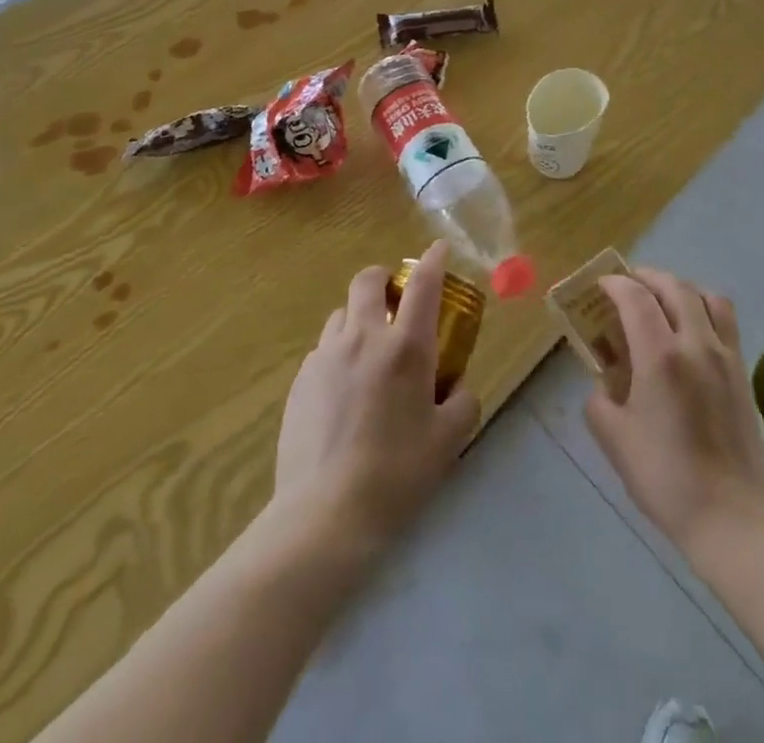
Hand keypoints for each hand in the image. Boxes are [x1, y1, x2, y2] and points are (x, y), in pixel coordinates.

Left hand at [275, 241, 481, 552]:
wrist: (325, 514)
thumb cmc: (397, 473)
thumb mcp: (449, 440)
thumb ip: (462, 401)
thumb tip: (457, 385)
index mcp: (406, 347)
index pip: (424, 284)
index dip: (434, 259)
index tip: (439, 249)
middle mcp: (363, 337)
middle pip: (368, 281)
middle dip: (384, 278)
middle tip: (396, 299)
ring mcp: (326, 356)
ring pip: (341, 313)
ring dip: (359, 317)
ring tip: (369, 350)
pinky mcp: (300, 380)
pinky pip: (323, 349)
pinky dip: (339, 353)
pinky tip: (344, 390)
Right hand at [584, 268, 763, 552]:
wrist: (731, 517)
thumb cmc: (666, 478)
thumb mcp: (615, 440)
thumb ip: (600, 402)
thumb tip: (604, 385)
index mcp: (660, 356)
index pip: (636, 298)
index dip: (615, 284)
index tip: (601, 285)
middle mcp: (696, 344)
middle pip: (673, 287)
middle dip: (646, 278)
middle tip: (627, 285)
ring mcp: (725, 355)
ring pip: (706, 296)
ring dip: (680, 288)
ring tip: (663, 300)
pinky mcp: (743, 372)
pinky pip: (726, 321)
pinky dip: (704, 309)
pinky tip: (692, 331)